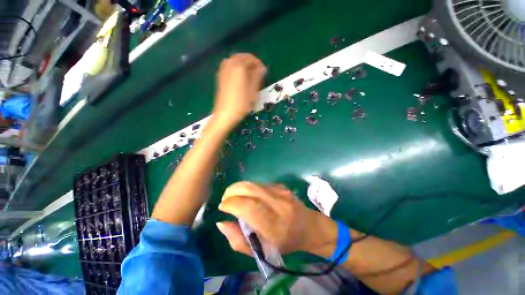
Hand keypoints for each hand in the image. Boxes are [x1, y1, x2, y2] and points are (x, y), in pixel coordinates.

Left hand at [213, 54, 266, 127]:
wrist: (225, 114)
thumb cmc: (241, 104)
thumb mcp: (253, 91)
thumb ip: (257, 77)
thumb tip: (262, 68)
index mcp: (239, 68)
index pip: (250, 59)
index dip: (258, 63)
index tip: (263, 70)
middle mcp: (230, 66)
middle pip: (241, 56)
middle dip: (250, 61)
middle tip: (257, 70)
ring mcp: (223, 71)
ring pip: (233, 60)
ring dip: (242, 62)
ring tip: (249, 72)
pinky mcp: (220, 77)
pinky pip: (228, 65)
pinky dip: (235, 66)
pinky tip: (239, 75)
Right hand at [216, 182, 336, 255]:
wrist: (308, 226)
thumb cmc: (285, 243)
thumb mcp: (261, 251)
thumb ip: (238, 240)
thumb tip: (221, 222)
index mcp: (273, 224)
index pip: (248, 207)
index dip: (232, 204)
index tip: (222, 207)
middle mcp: (277, 203)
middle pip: (249, 189)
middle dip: (231, 191)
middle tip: (225, 199)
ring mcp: (280, 191)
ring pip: (253, 184)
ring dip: (238, 187)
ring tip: (232, 196)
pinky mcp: (281, 185)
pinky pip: (259, 183)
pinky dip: (248, 187)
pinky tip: (247, 195)